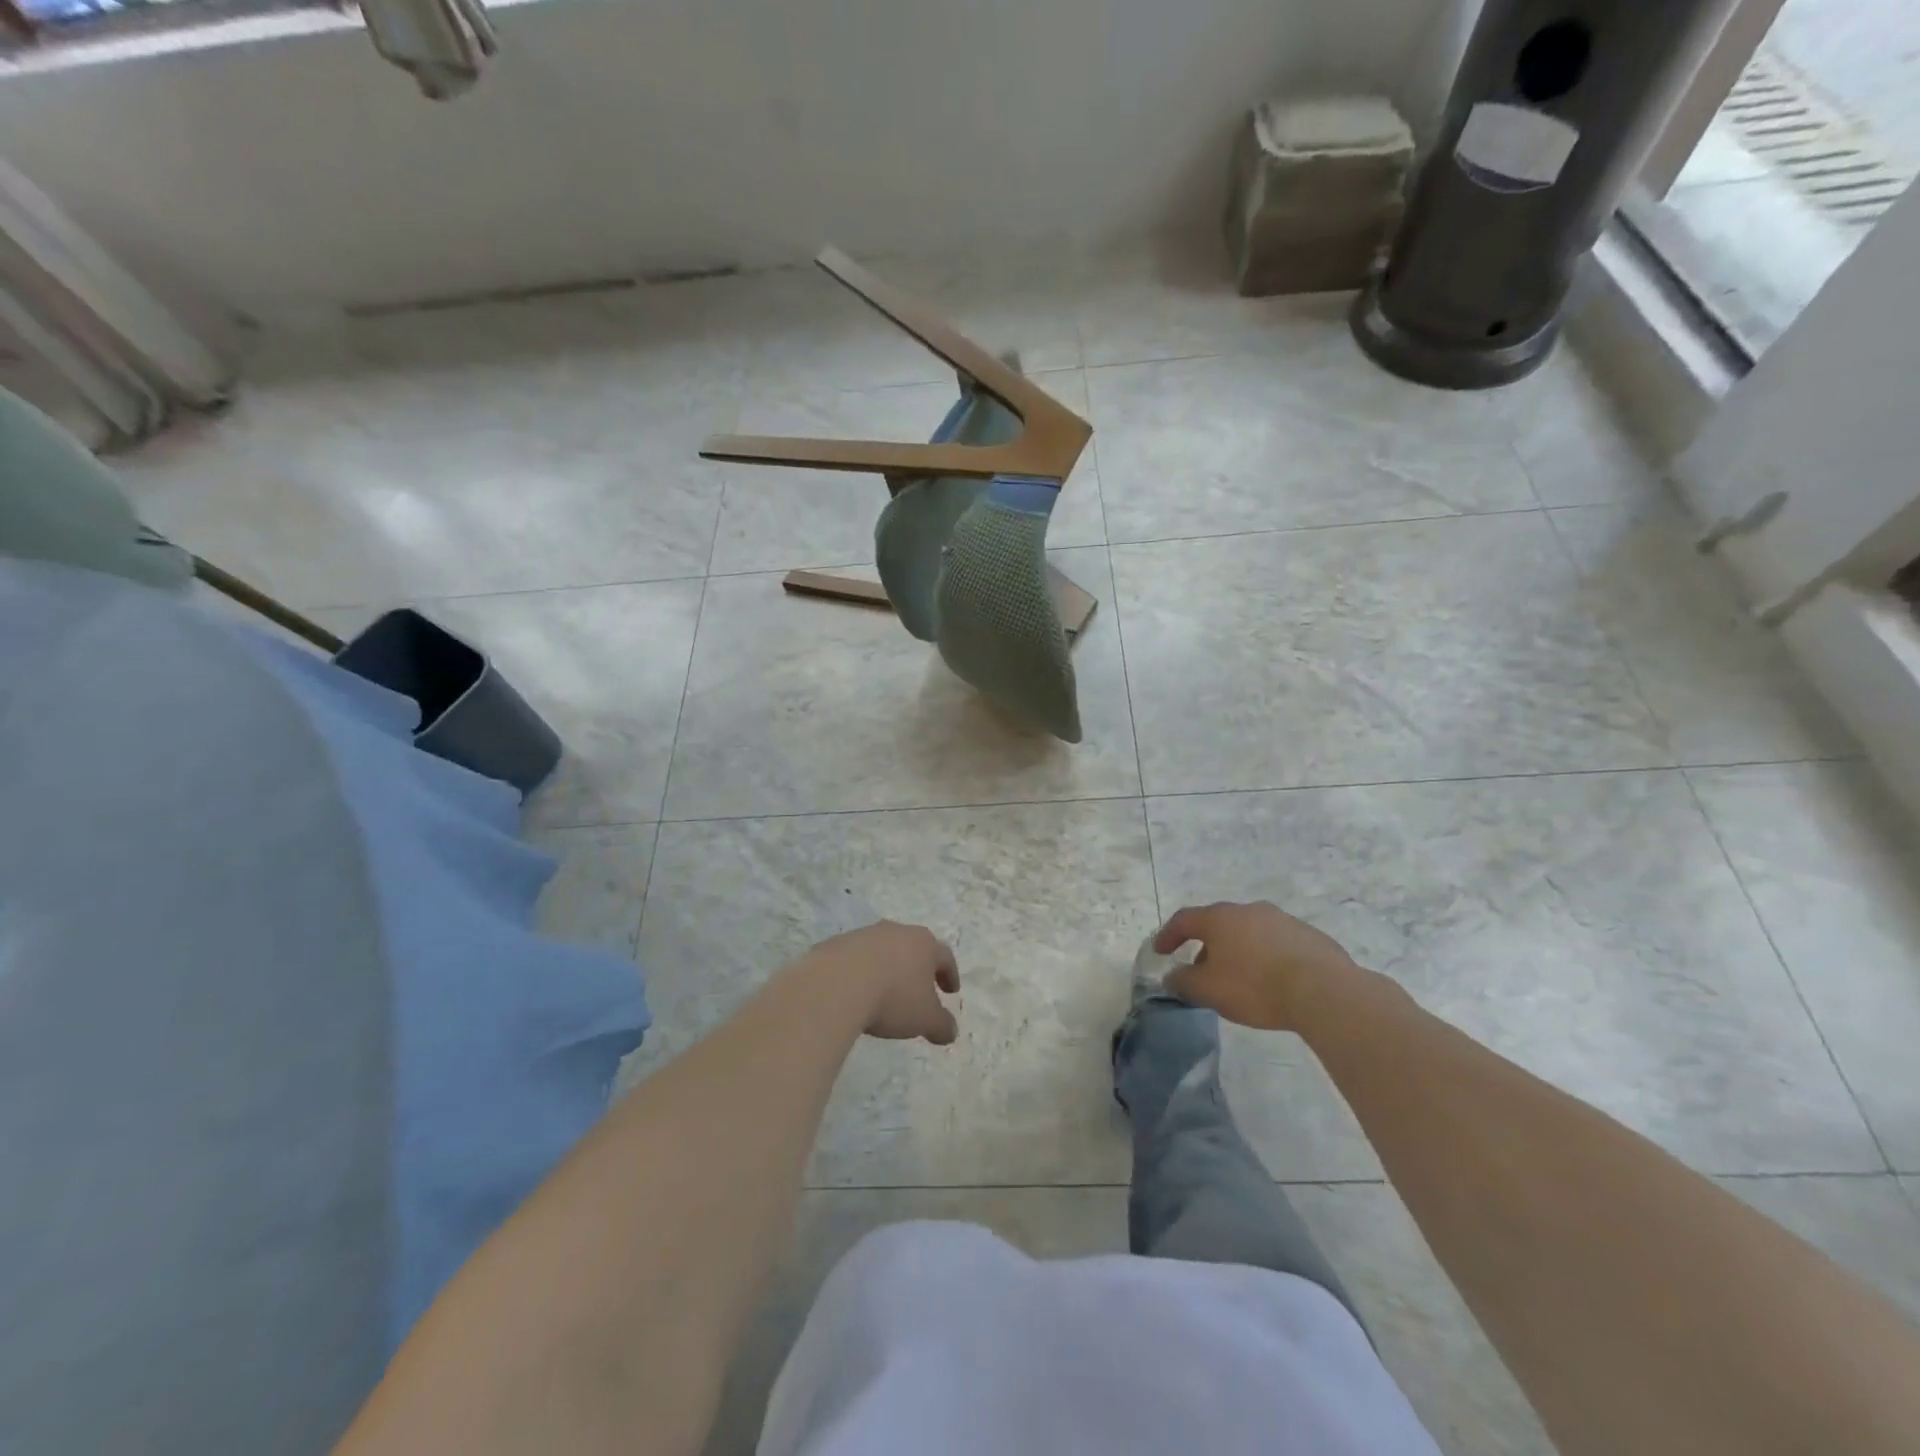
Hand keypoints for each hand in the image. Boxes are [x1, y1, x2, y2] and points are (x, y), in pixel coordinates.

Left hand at [798, 920, 960, 1045]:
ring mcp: (865, 935)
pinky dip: (860, 972)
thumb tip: (951, 1031)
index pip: (944, 957)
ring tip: (885, 992)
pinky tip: (856, 992)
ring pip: (883, 950)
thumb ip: (942, 1025)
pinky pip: (855, 958)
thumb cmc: (893, 999)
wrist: (836, 985)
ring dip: (888, 968)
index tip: (951, 992)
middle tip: (920, 989)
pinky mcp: (837, 944)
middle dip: (918, 968)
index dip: (949, 975)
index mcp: (924, 944)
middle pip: (913, 947)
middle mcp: (896, 931)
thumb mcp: (925, 1019)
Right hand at [1153, 901, 1359, 1031]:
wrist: (1323, 991)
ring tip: (1239, 979)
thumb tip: (1172, 977)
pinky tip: (1273, 982)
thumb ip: (1184, 982)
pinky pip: (1277, 944)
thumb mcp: (1209, 990)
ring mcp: (1282, 920)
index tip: (1160, 951)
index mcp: (1220, 918)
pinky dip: (1266, 958)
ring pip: (1250, 933)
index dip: (1168, 935)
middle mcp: (1249, 910)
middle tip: (1202, 971)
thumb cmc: (1255, 987)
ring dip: (1238, 951)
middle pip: (1219, 925)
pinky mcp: (1309, 936)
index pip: (1184, 920)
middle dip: (1206, 946)